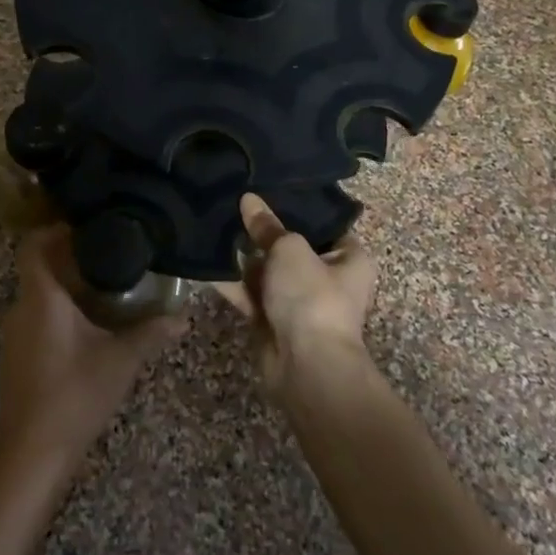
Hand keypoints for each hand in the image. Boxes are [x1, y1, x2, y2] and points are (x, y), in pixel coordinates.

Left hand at [0, 225, 184, 476]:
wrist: (32, 453)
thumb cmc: (75, 395)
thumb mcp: (120, 361)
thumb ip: (150, 333)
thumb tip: (183, 316)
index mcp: (40, 298)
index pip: (33, 246)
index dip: (54, 231)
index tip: (86, 229)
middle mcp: (20, 309)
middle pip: (38, 270)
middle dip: (70, 261)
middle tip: (109, 258)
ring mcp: (14, 336)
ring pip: (37, 296)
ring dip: (65, 289)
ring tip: (105, 290)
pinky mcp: (16, 358)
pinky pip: (35, 319)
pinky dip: (58, 313)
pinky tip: (88, 328)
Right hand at [213, 193, 376, 401]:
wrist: (306, 365)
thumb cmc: (312, 296)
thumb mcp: (289, 250)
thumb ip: (267, 227)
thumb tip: (249, 199)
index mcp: (349, 258)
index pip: (324, 225)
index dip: (297, 208)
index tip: (268, 189)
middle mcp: (328, 278)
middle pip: (291, 247)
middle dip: (263, 232)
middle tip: (233, 204)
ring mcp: (299, 302)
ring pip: (267, 272)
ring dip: (243, 257)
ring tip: (213, 226)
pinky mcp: (273, 321)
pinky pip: (250, 295)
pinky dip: (232, 283)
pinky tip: (206, 263)